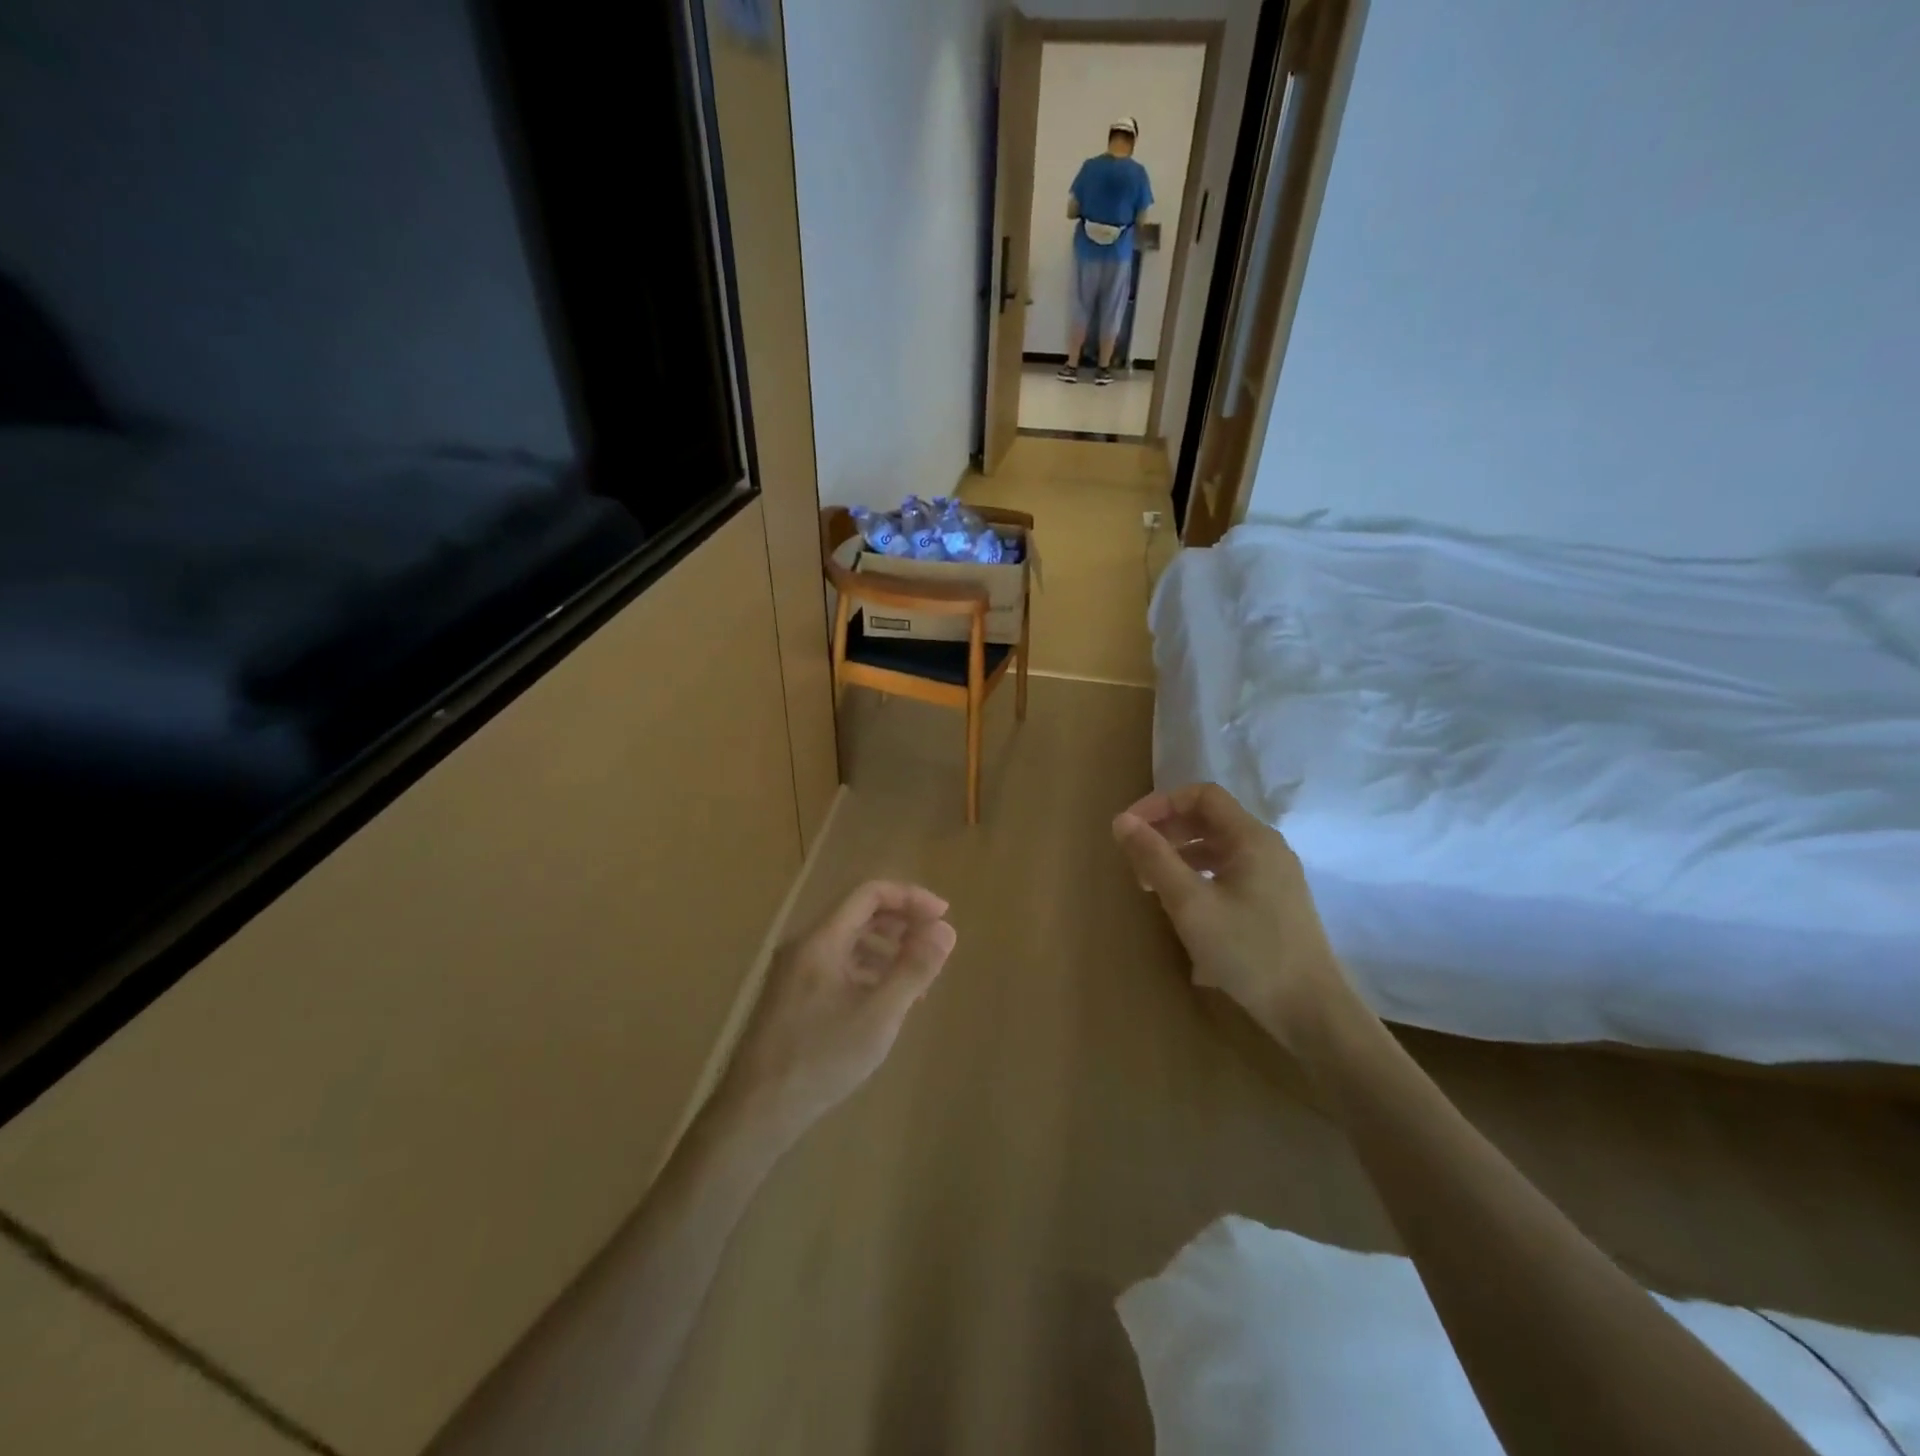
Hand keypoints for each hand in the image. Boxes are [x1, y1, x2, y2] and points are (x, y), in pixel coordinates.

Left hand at [717, 881, 956, 1139]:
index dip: (910, 898)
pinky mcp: (793, 997)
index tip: (943, 918)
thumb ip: (914, 969)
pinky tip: (884, 1003)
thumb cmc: (821, 1058)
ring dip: (886, 949)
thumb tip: (946, 929)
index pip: (869, 893)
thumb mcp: (879, 1015)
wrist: (756, 1112)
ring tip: (916, 980)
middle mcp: (804, 946)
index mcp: (821, 940)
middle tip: (933, 946)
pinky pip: (837, 966)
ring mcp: (795, 972)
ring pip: (848, 942)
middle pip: (859, 913)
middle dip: (901, 923)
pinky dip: (867, 972)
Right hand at [1113, 783, 1352, 1053]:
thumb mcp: (1190, 904)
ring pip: (1217, 849)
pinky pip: (1228, 874)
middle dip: (1167, 832)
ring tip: (1152, 888)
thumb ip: (1154, 857)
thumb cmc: (1248, 951)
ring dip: (1180, 857)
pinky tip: (1183, 910)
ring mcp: (1274, 877)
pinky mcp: (1274, 903)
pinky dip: (1198, 878)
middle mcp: (1266, 848)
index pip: (1201, 795)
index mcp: (1251, 838)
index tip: (1129, 829)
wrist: (1311, 1011)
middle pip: (1209, 820)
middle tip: (1135, 861)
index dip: (1161, 803)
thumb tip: (1121, 821)